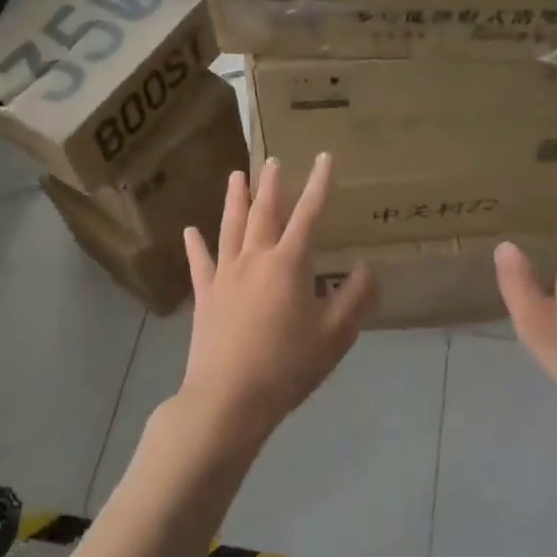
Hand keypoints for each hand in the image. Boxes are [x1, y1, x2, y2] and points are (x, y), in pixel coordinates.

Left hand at [180, 153, 374, 449]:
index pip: (308, 214)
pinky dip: (195, 245)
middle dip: (272, 184)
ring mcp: (225, 275)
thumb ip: (354, 299)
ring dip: (234, 200)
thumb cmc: (287, 366)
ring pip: (230, 227)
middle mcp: (255, 258)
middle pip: (264, 212)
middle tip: (273, 160)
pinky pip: (200, 263)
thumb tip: (366, 269)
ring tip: (236, 176)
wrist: (229, 398)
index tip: (324, 158)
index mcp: (288, 263)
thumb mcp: (334, 336)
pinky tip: (190, 231)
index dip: (318, 184)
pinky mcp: (204, 296)